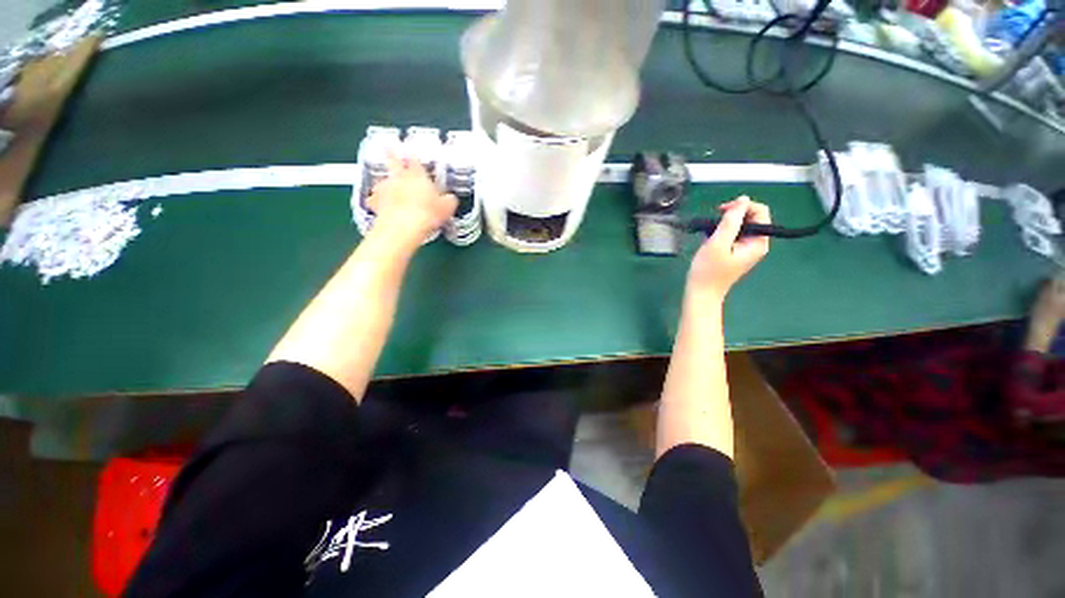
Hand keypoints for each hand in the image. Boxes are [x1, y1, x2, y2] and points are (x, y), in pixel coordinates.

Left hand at [366, 158, 457, 247]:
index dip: (414, 157)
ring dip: (386, 182)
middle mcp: (400, 177)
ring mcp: (385, 188)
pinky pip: (374, 200)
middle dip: (391, 153)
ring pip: (382, 180)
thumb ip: (449, 200)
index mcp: (418, 175)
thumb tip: (450, 198)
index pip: (415, 160)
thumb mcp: (447, 207)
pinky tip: (378, 205)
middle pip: (393, 160)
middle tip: (387, 147)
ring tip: (387, 185)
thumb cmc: (428, 213)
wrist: (404, 226)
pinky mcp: (375, 202)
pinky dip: (376, 201)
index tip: (411, 153)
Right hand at [686, 196, 769, 301]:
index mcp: (758, 242)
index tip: (721, 211)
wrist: (701, 292)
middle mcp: (756, 243)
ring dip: (725, 224)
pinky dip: (722, 232)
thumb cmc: (708, 270)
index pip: (760, 211)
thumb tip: (743, 199)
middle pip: (751, 217)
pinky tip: (710, 239)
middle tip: (713, 221)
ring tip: (709, 232)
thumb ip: (731, 221)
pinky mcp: (736, 252)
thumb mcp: (718, 243)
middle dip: (732, 215)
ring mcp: (746, 249)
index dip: (742, 206)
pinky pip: (733, 235)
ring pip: (740, 225)